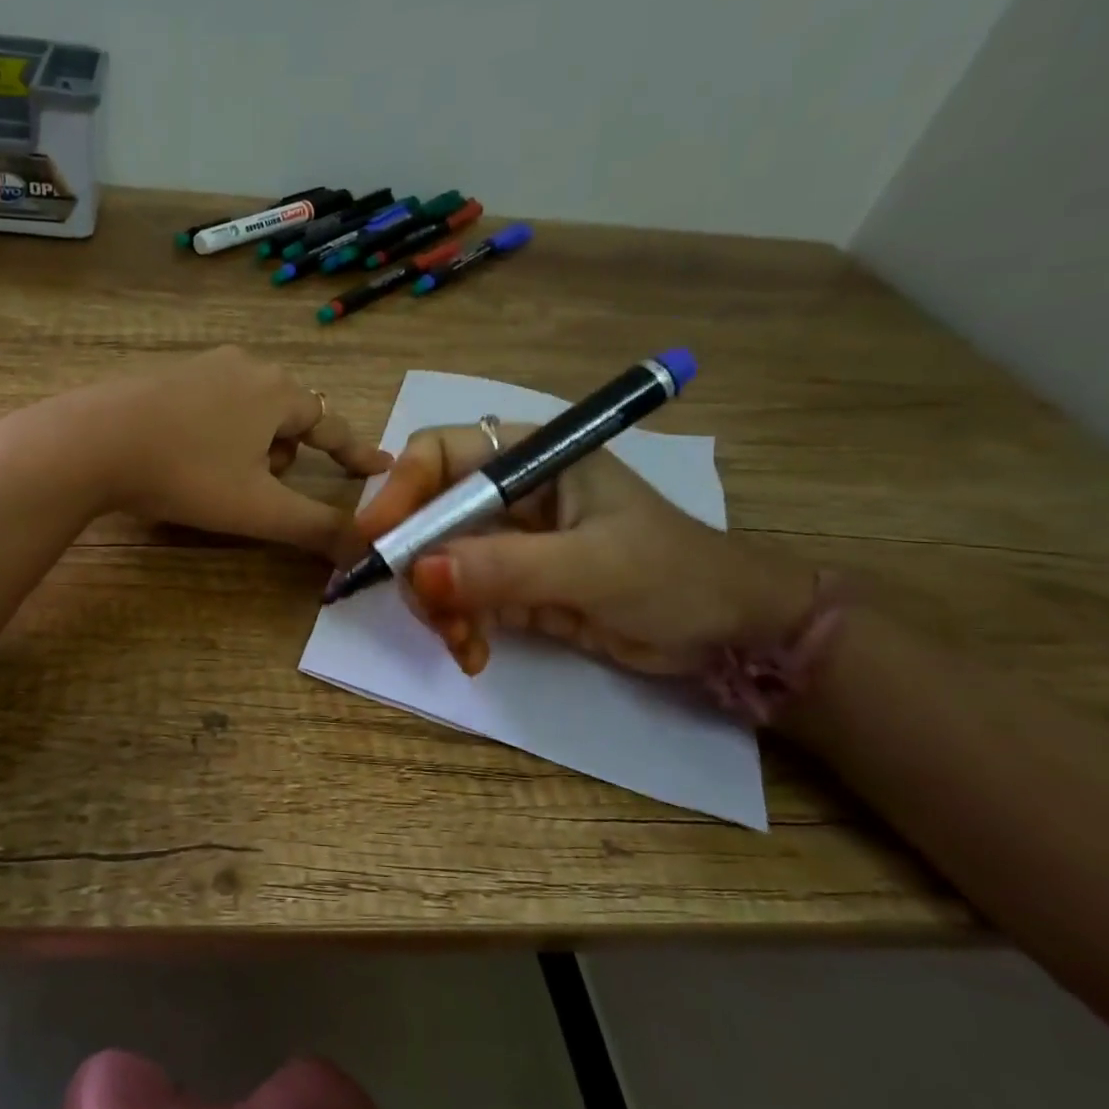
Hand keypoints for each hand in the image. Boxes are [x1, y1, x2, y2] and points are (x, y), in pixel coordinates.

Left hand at [65, 347, 391, 558]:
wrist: (92, 442)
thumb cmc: (187, 473)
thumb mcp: (259, 509)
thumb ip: (317, 528)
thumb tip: (366, 550)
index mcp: (277, 391)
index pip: (333, 424)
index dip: (356, 451)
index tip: (378, 466)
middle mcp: (245, 366)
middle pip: (288, 418)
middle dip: (284, 456)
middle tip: (259, 488)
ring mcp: (200, 366)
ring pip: (248, 413)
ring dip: (249, 448)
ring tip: (217, 479)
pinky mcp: (164, 375)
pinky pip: (211, 407)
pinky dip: (214, 435)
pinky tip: (184, 459)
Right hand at [355, 422, 814, 675]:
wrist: (732, 636)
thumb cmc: (676, 576)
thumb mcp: (592, 567)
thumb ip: (504, 568)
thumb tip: (417, 573)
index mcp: (532, 458)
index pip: (438, 454)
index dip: (400, 490)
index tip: (375, 541)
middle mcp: (509, 493)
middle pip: (426, 515)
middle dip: (418, 566)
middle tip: (428, 613)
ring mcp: (507, 542)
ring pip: (435, 564)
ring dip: (437, 606)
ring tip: (462, 643)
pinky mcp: (509, 585)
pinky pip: (458, 600)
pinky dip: (457, 627)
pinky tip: (473, 654)